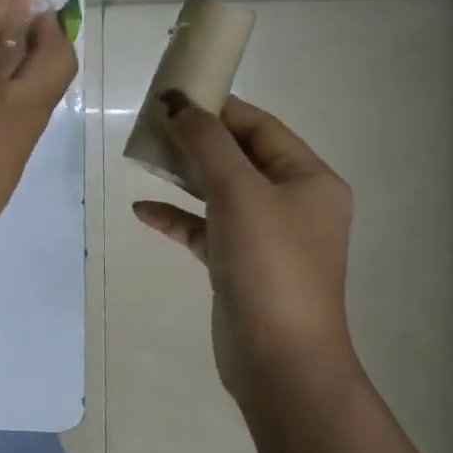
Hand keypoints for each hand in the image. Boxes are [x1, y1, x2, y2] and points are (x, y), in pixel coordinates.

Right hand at [132, 93, 356, 403]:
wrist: (278, 358)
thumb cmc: (270, 264)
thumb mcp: (239, 193)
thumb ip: (206, 143)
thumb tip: (176, 101)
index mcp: (309, 180)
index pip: (261, 128)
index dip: (219, 108)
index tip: (175, 94)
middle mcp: (292, 203)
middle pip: (239, 157)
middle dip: (196, 140)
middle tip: (152, 124)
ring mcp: (266, 236)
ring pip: (219, 192)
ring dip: (183, 175)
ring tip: (144, 158)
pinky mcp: (239, 265)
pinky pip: (204, 229)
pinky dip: (177, 217)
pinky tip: (143, 211)